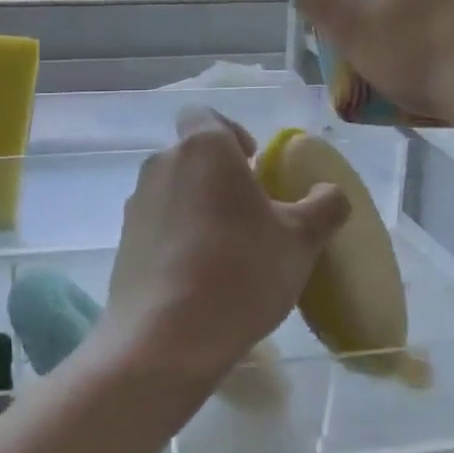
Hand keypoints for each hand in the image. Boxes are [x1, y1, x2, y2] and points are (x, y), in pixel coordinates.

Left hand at [100, 109, 350, 385]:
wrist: (166, 337)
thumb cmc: (241, 272)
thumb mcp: (301, 241)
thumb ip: (324, 206)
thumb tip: (330, 193)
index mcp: (203, 148)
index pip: (205, 115)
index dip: (230, 133)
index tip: (253, 166)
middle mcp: (162, 164)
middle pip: (191, 155)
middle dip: (218, 177)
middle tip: (250, 215)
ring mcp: (136, 203)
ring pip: (173, 191)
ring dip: (197, 207)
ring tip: (226, 251)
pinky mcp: (123, 241)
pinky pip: (157, 225)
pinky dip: (176, 237)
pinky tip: (198, 278)